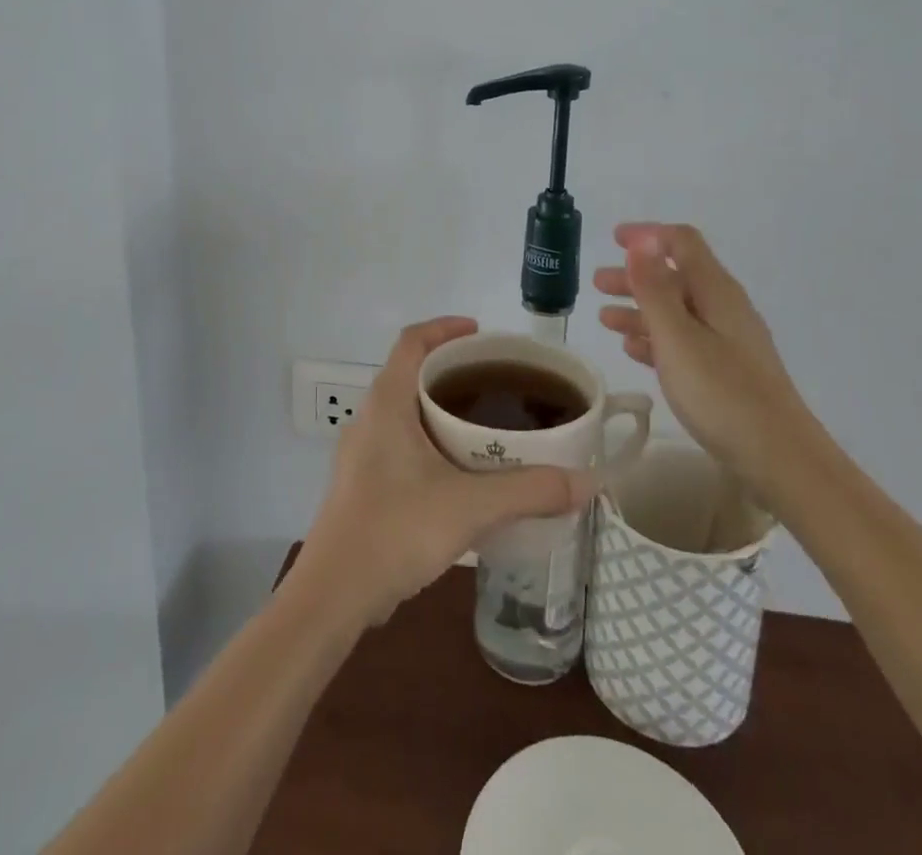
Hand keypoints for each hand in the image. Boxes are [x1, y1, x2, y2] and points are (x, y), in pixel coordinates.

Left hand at [297, 317, 592, 628]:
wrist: (334, 595)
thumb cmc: (396, 529)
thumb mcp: (470, 506)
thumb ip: (530, 490)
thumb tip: (587, 481)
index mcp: (387, 403)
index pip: (412, 341)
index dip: (444, 327)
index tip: (480, 333)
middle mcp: (369, 418)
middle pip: (410, 374)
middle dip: (452, 371)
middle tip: (497, 383)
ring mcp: (361, 453)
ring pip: (405, 412)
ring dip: (440, 409)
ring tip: (485, 425)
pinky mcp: (362, 484)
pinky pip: (400, 443)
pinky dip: (430, 441)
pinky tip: (460, 472)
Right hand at [594, 223, 813, 499]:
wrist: (781, 460)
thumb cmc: (722, 394)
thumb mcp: (678, 338)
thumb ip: (654, 289)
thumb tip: (641, 240)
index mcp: (716, 292)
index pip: (682, 243)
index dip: (647, 236)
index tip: (613, 239)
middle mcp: (724, 309)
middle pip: (676, 277)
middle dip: (635, 275)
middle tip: (597, 283)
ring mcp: (728, 342)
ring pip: (676, 312)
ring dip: (640, 309)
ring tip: (605, 319)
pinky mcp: (726, 373)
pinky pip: (683, 342)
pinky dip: (655, 338)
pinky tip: (633, 349)